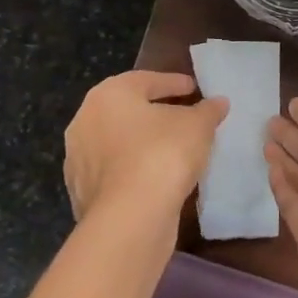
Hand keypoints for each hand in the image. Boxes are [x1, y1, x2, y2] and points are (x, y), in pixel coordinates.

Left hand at [64, 71, 227, 223]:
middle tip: (183, 117)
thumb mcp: (198, 126)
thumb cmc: (163, 154)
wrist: (130, 217)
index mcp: (108, 95)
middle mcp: (85, 121)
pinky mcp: (81, 193)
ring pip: (118, 143)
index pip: (146, 80)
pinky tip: (157, 178)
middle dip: (155, 113)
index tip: (194, 88)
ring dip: (142, 144)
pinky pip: (115, 172)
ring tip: (173, 151)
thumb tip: (218, 102)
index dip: (174, 83)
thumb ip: (208, 110)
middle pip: (127, 111)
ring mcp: (79, 159)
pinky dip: (135, 170)